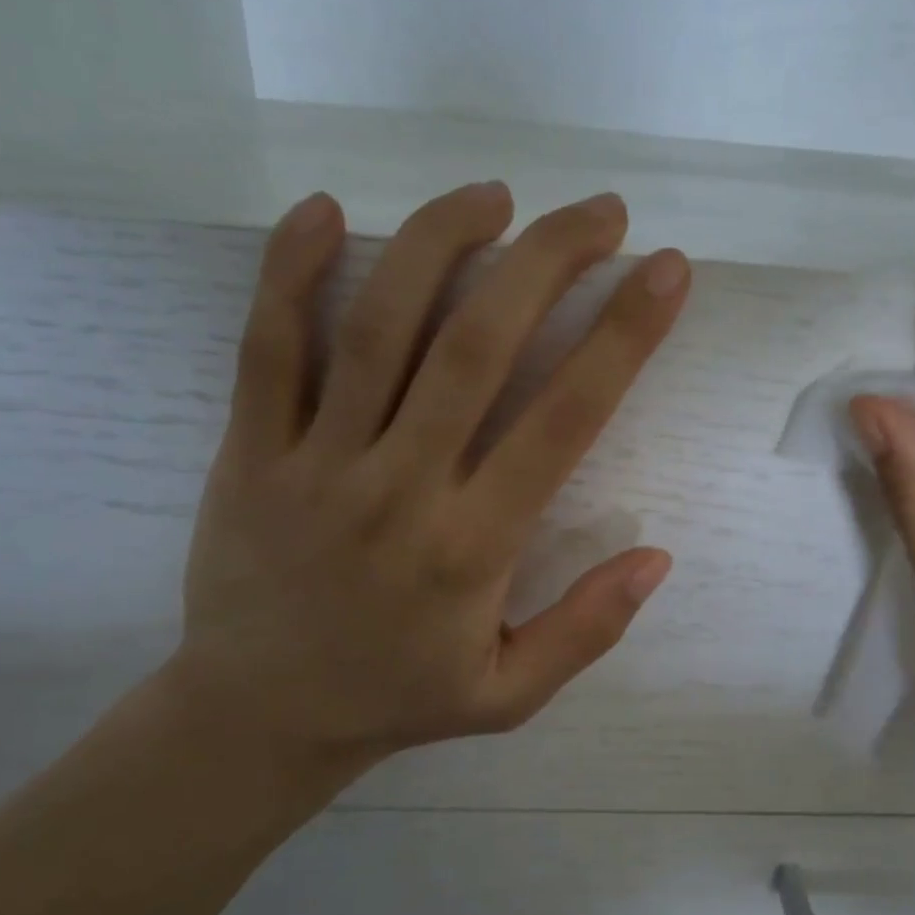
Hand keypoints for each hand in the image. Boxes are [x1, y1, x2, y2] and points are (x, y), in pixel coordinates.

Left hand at [170, 185, 690, 790]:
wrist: (255, 718)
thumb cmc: (397, 698)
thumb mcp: (510, 695)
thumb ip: (588, 629)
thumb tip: (656, 556)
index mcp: (472, 547)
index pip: (562, 420)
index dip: (622, 337)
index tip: (663, 273)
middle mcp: (400, 488)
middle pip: (478, 347)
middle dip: (548, 262)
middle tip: (600, 212)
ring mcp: (316, 463)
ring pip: (379, 328)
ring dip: (440, 244)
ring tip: (494, 195)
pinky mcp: (250, 451)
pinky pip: (266, 347)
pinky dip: (291, 272)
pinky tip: (327, 209)